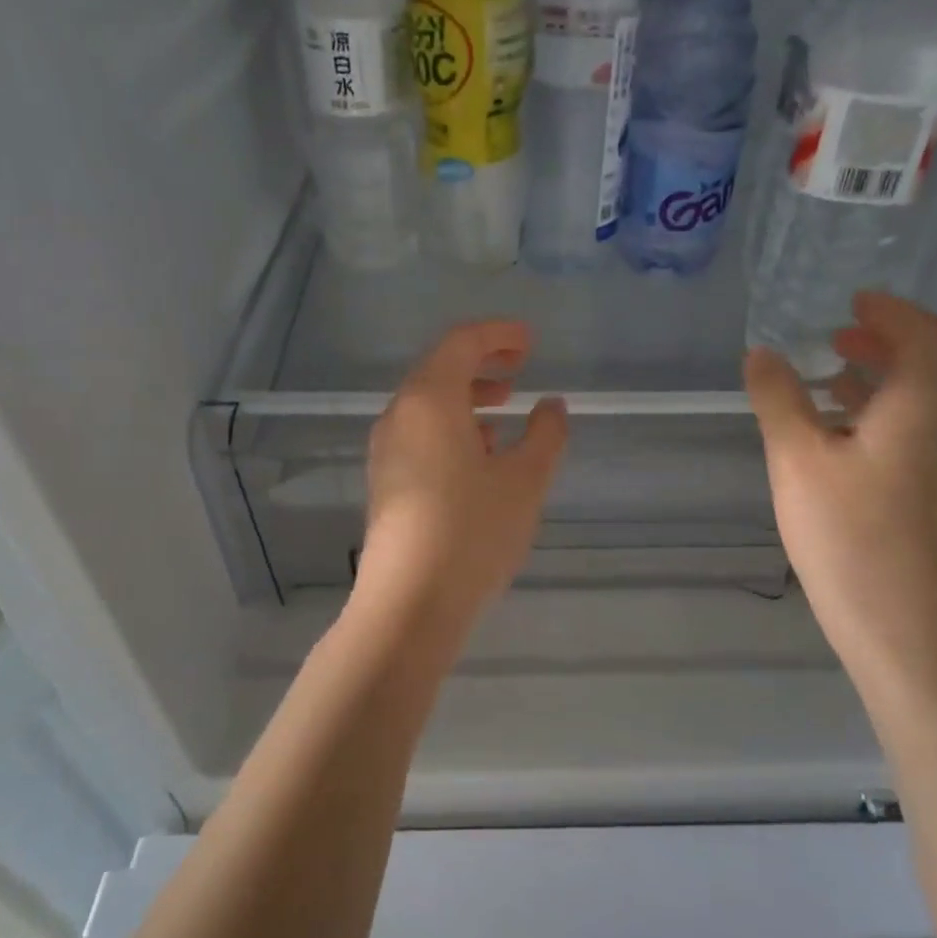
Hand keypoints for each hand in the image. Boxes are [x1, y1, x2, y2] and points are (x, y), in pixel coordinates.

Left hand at [356, 320, 568, 634]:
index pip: (461, 343)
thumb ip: (546, 435)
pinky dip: (451, 430)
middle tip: (520, 369)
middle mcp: (399, 417)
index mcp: (430, 400)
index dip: (498, 335)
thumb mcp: (524, 480)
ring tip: (504, 414)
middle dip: (481, 364)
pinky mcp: (385, 483)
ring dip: (466, 399)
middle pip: (439, 371)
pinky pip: (419, 436)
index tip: (530, 341)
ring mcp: (386, 451)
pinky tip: (479, 459)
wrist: (409, 603)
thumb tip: (551, 406)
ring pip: (427, 407)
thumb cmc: (472, 531)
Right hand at [744, 293, 936, 687]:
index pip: (924, 332)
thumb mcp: (798, 460)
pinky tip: (839, 442)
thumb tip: (762, 352)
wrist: (907, 629)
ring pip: (921, 401)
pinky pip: (915, 433)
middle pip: (928, 363)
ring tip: (828, 383)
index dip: (889, 309)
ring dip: (879, 380)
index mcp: (923, 404)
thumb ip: (778, 400)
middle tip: (834, 336)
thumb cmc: (851, 536)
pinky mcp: (936, 498)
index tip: (850, 300)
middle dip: (882, 341)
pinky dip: (880, 416)